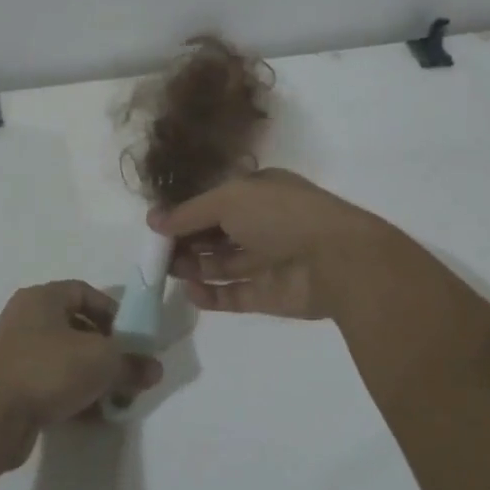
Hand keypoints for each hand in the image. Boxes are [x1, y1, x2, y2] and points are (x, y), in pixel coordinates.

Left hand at [0, 282, 163, 469]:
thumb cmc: (48, 369)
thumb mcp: (102, 361)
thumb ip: (131, 363)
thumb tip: (154, 370)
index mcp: (42, 298)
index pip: (85, 292)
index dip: (113, 311)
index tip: (133, 337)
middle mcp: (26, 319)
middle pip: (77, 327)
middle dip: (107, 350)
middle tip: (128, 371)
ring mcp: (16, 354)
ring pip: (65, 358)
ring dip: (92, 376)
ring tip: (115, 398)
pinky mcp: (12, 387)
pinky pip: (51, 383)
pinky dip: (73, 394)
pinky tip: (93, 415)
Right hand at [147, 169, 395, 320]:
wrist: (337, 260)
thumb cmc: (280, 215)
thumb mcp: (229, 199)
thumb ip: (189, 212)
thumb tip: (153, 221)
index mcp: (257, 193)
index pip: (213, 202)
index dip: (185, 213)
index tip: (156, 227)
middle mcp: (261, 224)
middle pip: (214, 234)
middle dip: (185, 242)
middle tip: (157, 253)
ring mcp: (266, 261)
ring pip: (220, 265)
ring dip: (193, 267)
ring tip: (169, 271)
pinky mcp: (268, 295)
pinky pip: (232, 295)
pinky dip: (210, 296)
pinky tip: (190, 292)